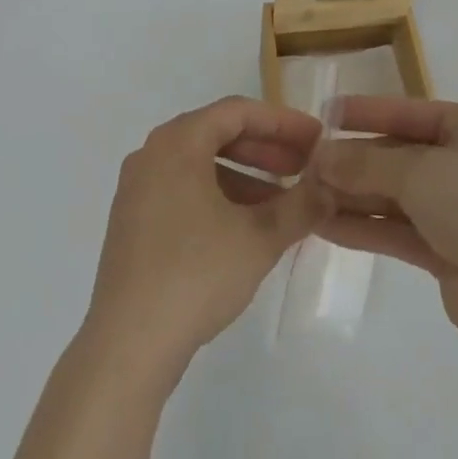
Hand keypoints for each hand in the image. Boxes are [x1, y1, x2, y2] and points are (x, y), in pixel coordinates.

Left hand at [85, 97, 328, 372]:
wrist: (126, 347)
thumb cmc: (196, 274)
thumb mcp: (260, 238)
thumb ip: (301, 205)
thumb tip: (331, 188)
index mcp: (178, 142)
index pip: (238, 112)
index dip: (282, 122)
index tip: (315, 138)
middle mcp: (152, 153)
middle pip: (218, 134)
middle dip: (266, 150)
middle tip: (304, 169)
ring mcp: (138, 189)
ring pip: (201, 165)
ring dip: (245, 177)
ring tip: (283, 204)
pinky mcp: (133, 222)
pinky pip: (184, 190)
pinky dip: (218, 197)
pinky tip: (246, 228)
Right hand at [314, 97, 457, 352]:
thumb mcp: (419, 171)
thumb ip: (367, 162)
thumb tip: (320, 157)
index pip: (408, 112)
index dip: (366, 112)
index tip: (324, 112)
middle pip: (398, 155)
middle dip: (354, 161)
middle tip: (306, 165)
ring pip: (395, 195)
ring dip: (354, 195)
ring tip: (306, 196)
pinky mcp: (448, 251)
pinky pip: (398, 230)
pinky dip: (366, 227)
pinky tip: (326, 226)